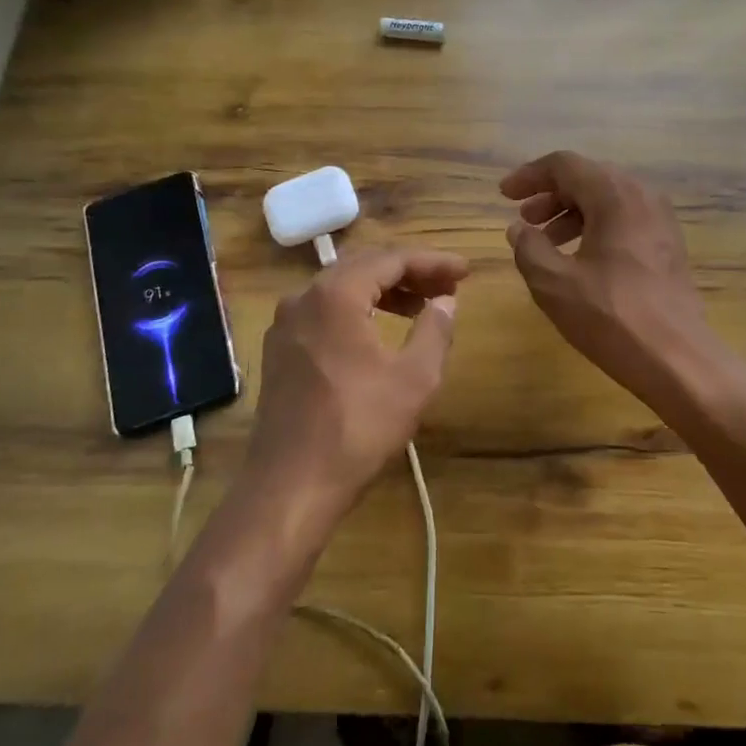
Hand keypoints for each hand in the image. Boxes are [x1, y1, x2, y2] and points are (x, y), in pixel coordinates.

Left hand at [245, 247, 467, 519]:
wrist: (291, 486)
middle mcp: (304, 298)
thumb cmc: (358, 428)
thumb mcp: (414, 378)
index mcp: (335, 295)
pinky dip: (358, 309)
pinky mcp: (280, 350)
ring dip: (384, 290)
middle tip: (447, 286)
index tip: (465, 271)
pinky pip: (324, 311)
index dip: (432, 262)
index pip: (391, 260)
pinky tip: (379, 330)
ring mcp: (286, 324)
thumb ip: (435, 329)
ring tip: (420, 307)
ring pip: (341, 288)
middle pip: (364, 266)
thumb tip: (445, 302)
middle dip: (409, 272)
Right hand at [501, 151, 727, 412]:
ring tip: (545, 242)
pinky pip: (625, 219)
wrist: (676, 357)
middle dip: (551, 195)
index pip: (564, 164)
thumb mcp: (553, 283)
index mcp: (614, 194)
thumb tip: (519, 229)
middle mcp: (642, 195)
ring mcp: (661, 219)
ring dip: (572, 213)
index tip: (504, 196)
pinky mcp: (668, 244)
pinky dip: (596, 227)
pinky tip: (579, 258)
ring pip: (608, 200)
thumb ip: (528, 247)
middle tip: (524, 220)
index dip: (529, 176)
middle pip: (588, 178)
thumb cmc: (610, 316)